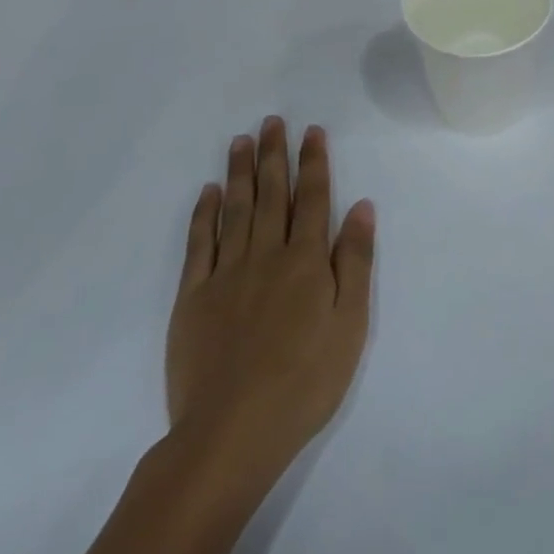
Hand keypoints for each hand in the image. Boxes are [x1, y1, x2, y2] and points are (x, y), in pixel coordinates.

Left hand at [164, 119, 375, 481]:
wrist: (232, 432)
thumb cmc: (305, 381)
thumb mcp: (350, 324)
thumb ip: (355, 261)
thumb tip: (360, 206)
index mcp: (306, 261)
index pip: (313, 198)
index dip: (314, 162)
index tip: (311, 131)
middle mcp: (266, 255)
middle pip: (272, 194)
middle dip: (274, 155)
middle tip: (272, 121)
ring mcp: (226, 274)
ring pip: (236, 210)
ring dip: (240, 172)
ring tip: (241, 140)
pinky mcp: (193, 297)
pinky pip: (199, 244)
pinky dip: (204, 214)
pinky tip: (208, 192)